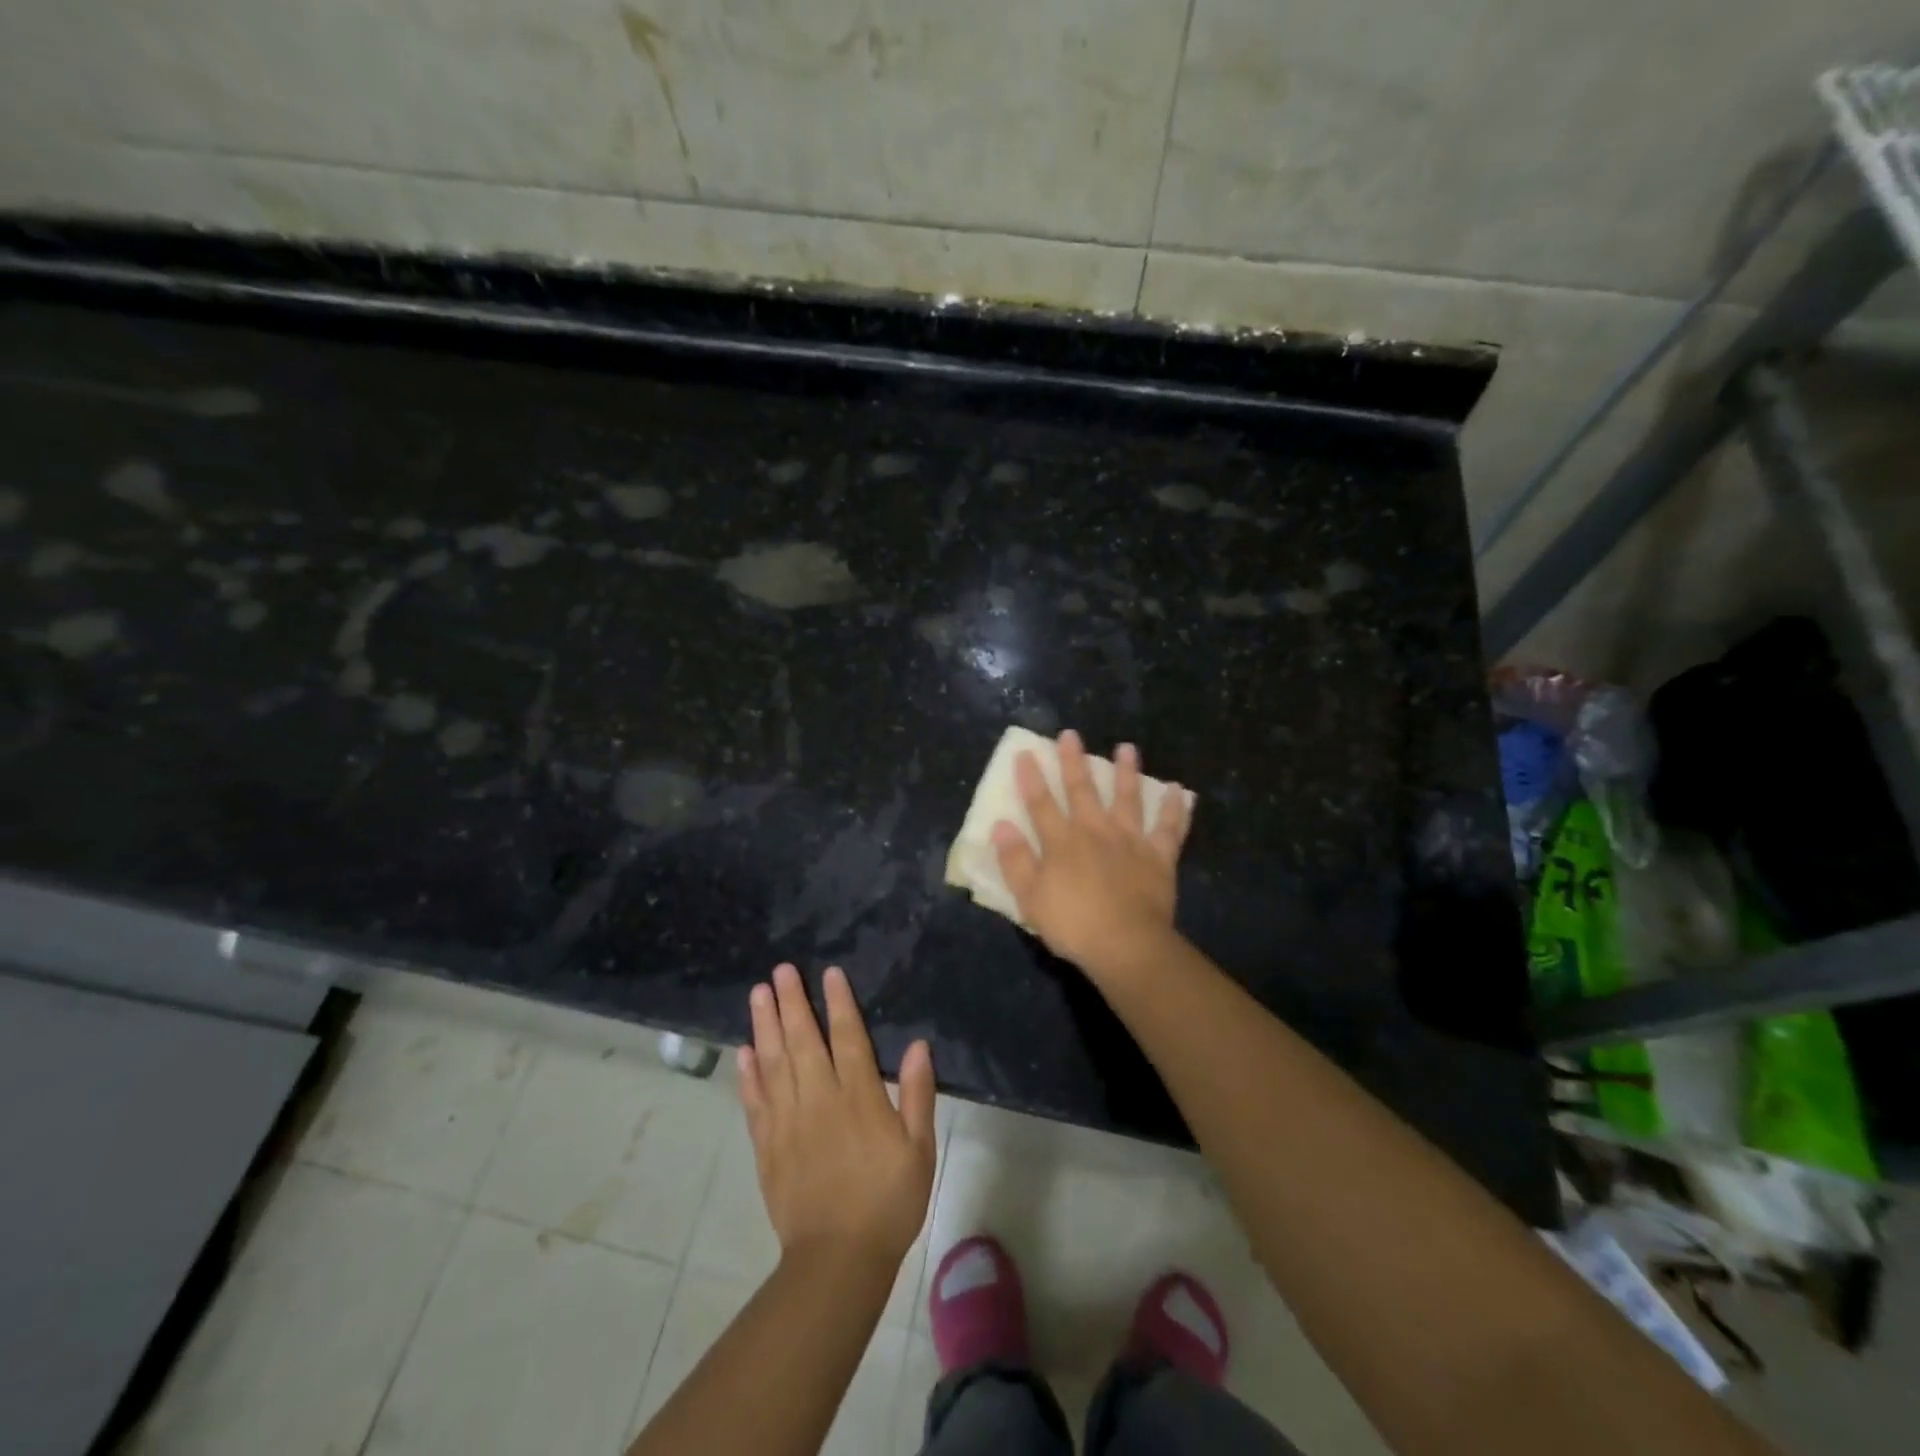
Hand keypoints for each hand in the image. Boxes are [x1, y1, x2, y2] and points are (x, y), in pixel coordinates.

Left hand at [738, 964, 936, 1270]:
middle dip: (792, 1002)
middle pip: (802, 1041)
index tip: (829, 973)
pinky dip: (748, 1074)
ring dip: (765, 1025)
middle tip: (780, 970)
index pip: (847, 1038)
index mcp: (859, 1098)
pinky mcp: (767, 1146)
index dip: (839, 1003)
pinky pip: (755, 1102)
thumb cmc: (888, 1202)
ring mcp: (788, 1122)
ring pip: (773, 1063)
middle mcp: (819, 1100)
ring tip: (758, 994)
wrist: (837, 1261)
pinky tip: (744, 1051)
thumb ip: (918, 1095)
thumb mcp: (919, 1150)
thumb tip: (918, 1045)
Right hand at [990, 730, 1191, 980]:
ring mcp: (1130, 841)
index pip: (1041, 804)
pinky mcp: (1158, 856)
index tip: (1026, 753)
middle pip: (1083, 791)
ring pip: (1128, 799)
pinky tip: (1178, 789)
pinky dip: (1175, 808)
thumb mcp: (1030, 898)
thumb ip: (1016, 860)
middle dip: (1074, 761)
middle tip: (1071, 735)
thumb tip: (1000, 826)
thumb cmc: (1073, 925)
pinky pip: (1169, 828)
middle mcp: (1095, 832)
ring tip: (1127, 748)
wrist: (1125, 944)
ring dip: (1127, 772)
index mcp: (1062, 843)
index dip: (1031, 778)